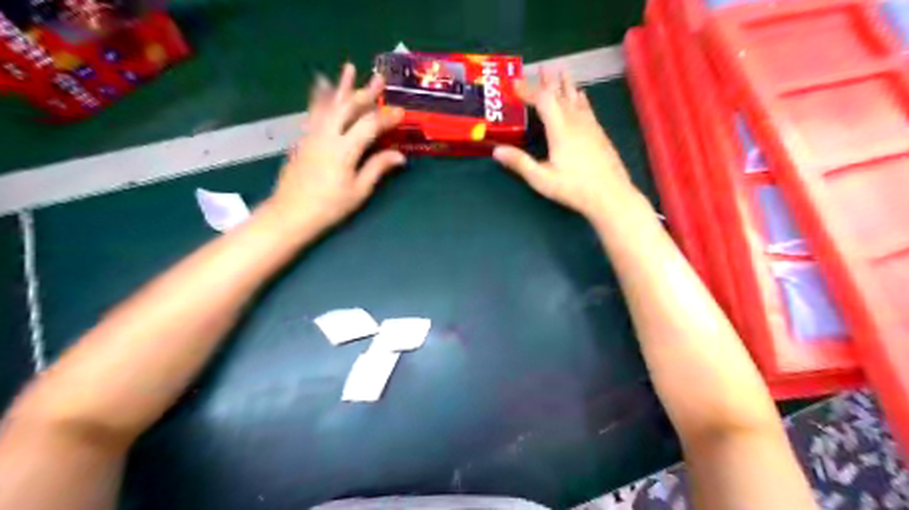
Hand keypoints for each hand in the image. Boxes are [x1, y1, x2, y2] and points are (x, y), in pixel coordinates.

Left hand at [268, 61, 405, 231]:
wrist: (291, 213)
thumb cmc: (329, 206)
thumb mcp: (358, 190)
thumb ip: (377, 168)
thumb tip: (400, 156)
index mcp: (344, 150)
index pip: (369, 125)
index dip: (386, 117)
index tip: (401, 112)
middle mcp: (327, 135)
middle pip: (348, 107)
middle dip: (365, 92)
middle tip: (379, 79)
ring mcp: (312, 134)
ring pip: (329, 104)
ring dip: (341, 87)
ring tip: (349, 68)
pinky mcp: (303, 139)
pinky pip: (314, 112)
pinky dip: (320, 97)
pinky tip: (322, 87)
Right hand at [494, 69, 641, 218]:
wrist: (611, 195)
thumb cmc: (574, 188)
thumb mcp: (542, 179)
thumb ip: (520, 163)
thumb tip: (496, 150)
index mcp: (560, 129)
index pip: (543, 100)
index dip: (528, 90)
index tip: (514, 84)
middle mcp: (576, 122)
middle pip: (561, 95)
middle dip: (549, 82)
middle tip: (542, 67)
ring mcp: (590, 127)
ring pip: (576, 99)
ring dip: (566, 85)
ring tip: (562, 72)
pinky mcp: (599, 134)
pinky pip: (587, 108)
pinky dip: (580, 98)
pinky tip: (581, 96)